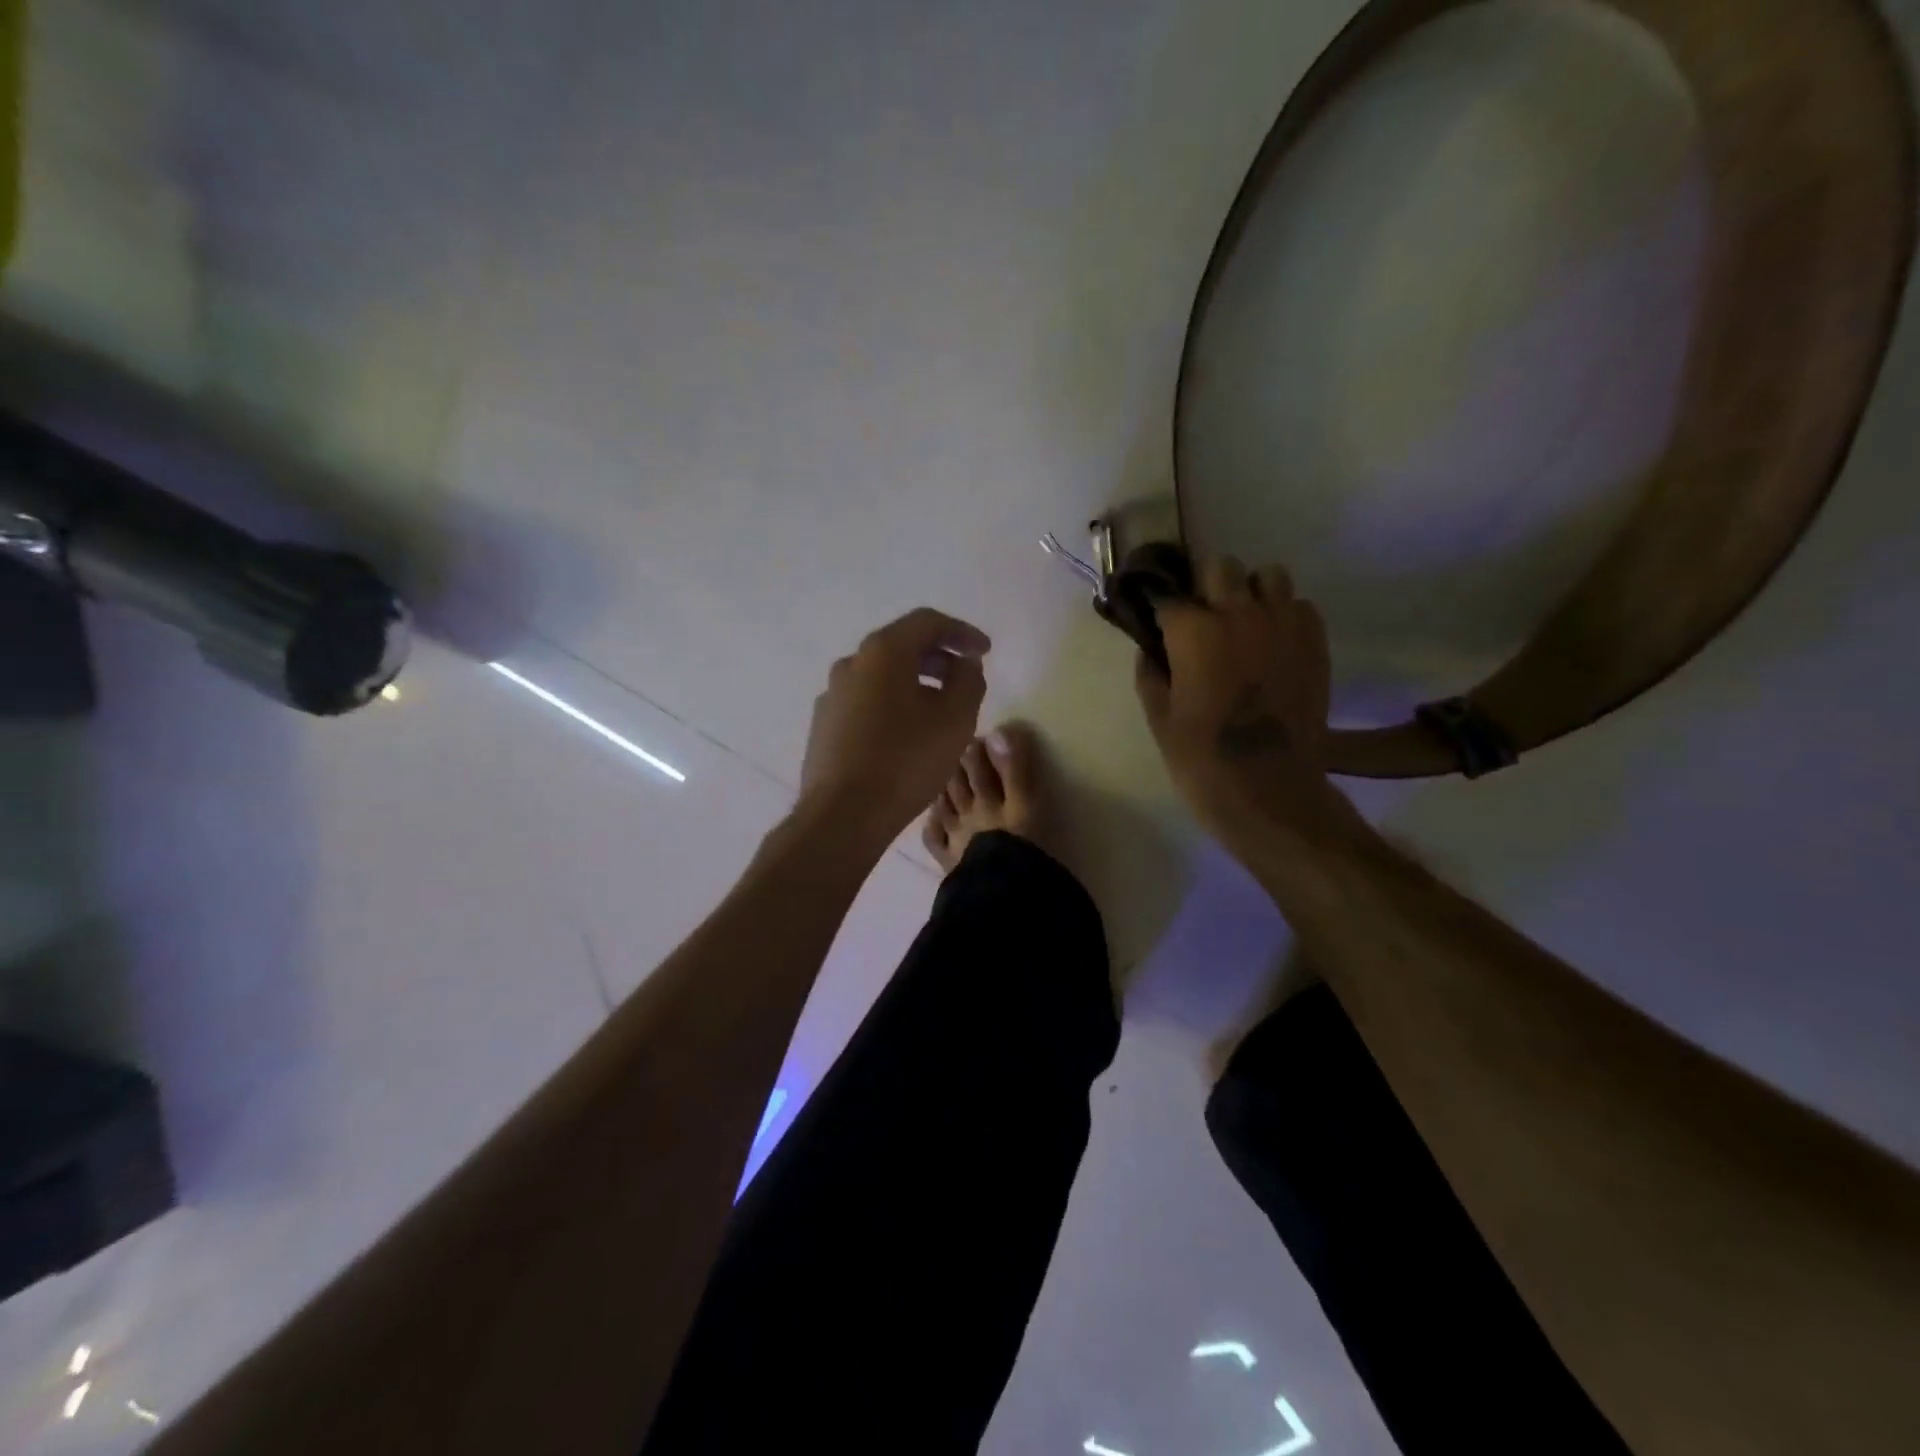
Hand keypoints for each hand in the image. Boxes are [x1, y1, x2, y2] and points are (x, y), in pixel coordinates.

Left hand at [798, 607, 991, 841]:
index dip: (962, 633)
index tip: (985, 652)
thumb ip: (968, 681)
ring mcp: (832, 695)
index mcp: (883, 652)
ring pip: (881, 677)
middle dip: (939, 658)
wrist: (843, 815)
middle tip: (966, 679)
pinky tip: (907, 734)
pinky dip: (892, 705)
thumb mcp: (955, 719)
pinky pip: (865, 703)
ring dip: (915, 683)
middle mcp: (851, 664)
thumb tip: (964, 666)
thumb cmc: (906, 760)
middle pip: (901, 647)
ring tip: (940, 710)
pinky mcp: (824, 726)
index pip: (927, 622)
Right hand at [1135, 555, 1341, 839]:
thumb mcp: (1159, 718)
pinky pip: (1299, 606)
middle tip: (1200, 620)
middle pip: (1220, 567)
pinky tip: (1272, 645)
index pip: (1167, 596)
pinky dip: (1283, 616)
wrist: (1270, 791)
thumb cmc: (1202, 760)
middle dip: (1205, 588)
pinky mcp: (1315, 643)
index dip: (1157, 607)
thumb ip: (1150, 673)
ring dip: (1250, 593)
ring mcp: (1284, 625)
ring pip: (1269, 576)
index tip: (1155, 620)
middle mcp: (1240, 614)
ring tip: (1243, 625)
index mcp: (1194, 631)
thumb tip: (1152, 648)